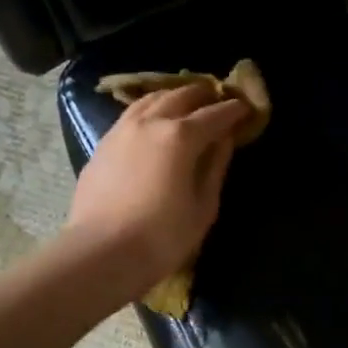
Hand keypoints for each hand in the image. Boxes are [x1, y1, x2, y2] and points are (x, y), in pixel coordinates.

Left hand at [65, 82, 252, 296]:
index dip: (233, 110)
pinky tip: (153, 121)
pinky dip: (149, 110)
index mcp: (180, 136)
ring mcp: (121, 130)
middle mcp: (150, 122)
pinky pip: (131, 115)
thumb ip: (215, 167)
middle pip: (181, 96)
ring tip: (186, 103)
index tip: (246, 107)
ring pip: (151, 99)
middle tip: (218, 99)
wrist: (101, 253)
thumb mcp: (203, 206)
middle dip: (203, 94)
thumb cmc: (162, 237)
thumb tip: (224, 140)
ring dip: (173, 96)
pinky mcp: (102, 145)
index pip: (214, 114)